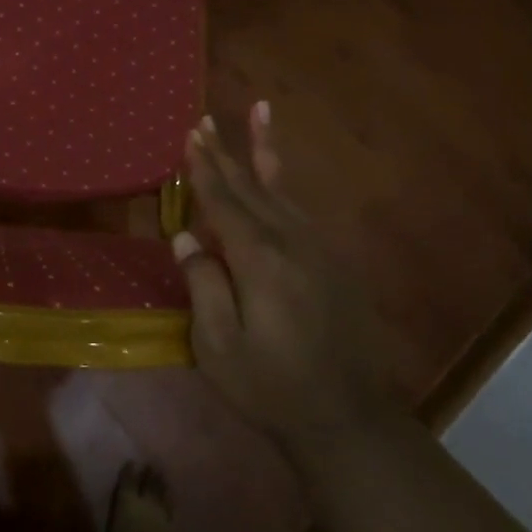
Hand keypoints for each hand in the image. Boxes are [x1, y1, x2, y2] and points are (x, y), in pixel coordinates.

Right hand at [173, 103, 396, 460]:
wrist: (346, 417)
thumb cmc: (270, 385)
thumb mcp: (218, 345)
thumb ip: (202, 285)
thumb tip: (186, 237)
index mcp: (259, 259)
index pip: (224, 202)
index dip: (204, 169)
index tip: (190, 136)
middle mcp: (292, 241)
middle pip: (252, 186)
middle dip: (227, 152)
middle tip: (206, 120)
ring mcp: (319, 250)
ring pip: (283, 190)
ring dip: (264, 154)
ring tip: (260, 114)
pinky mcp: (334, 263)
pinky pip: (301, 211)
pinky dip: (284, 187)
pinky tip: (276, 181)